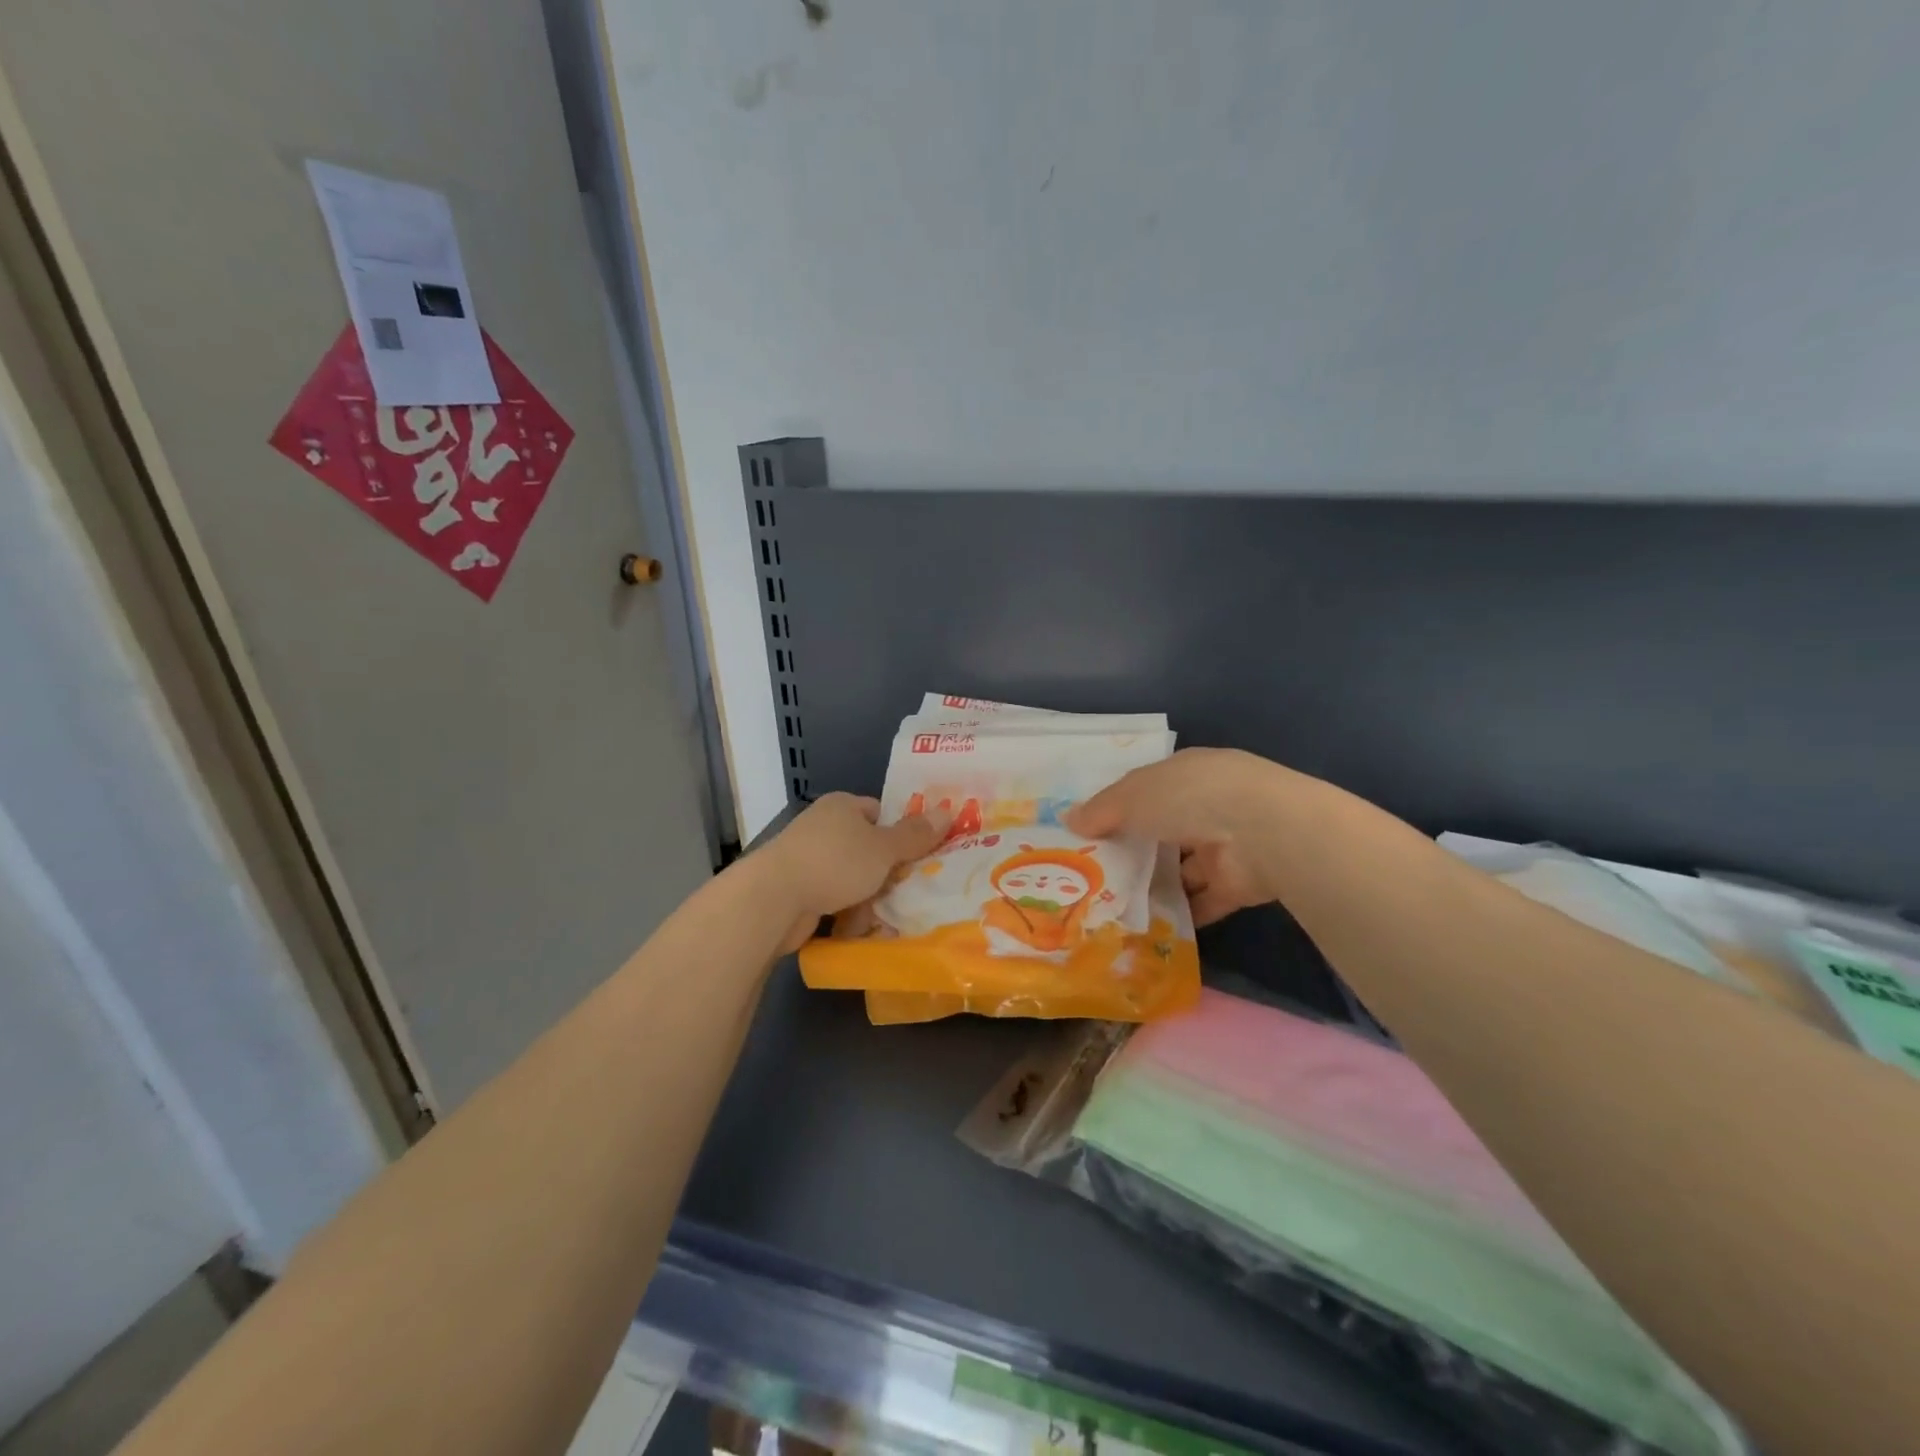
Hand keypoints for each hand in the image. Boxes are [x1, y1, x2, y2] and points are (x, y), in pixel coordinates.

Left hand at [757, 793, 950, 952]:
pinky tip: (863, 929)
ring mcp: (807, 859)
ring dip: (869, 896)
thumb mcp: (883, 848)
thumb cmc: (835, 862)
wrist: (774, 899)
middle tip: (914, 890)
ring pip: (852, 877)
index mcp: (841, 806)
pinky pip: (833, 899)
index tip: (920, 855)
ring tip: (893, 916)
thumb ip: (915, 835)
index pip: (879, 812)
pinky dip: (847, 913)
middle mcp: (823, 827)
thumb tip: (947, 812)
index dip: (900, 831)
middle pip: (867, 847)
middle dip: (888, 871)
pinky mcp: (797, 891)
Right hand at [1066, 748, 1284, 925]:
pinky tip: (1144, 928)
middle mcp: (1208, 806)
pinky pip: (1202, 902)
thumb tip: (1069, 821)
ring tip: (1111, 906)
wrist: (1261, 833)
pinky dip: (1179, 915)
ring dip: (1154, 885)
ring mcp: (1226, 846)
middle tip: (1093, 875)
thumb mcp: (1132, 796)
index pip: (1148, 789)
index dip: (1119, 807)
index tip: (1089, 832)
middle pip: (1163, 830)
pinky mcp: (1237, 885)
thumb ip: (1101, 810)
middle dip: (1134, 850)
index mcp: (1187, 774)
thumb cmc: (1190, 797)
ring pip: (1182, 869)